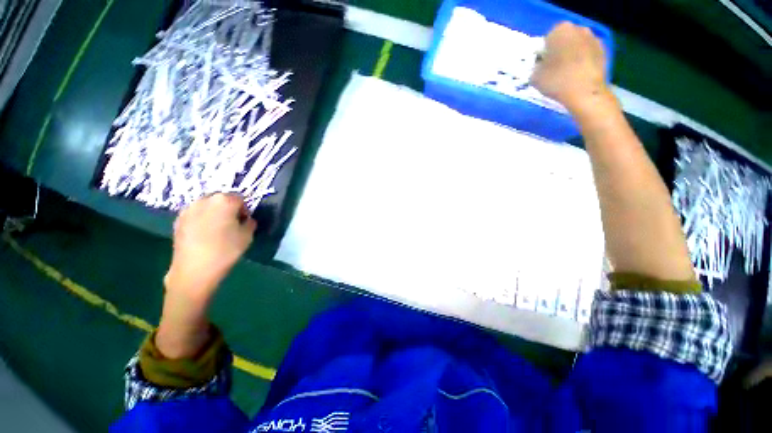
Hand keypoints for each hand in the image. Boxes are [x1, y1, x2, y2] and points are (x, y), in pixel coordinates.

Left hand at [165, 193, 256, 303]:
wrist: (194, 270)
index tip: (244, 222)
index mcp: (224, 201)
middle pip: (221, 199)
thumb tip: (246, 220)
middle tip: (231, 224)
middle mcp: (205, 200)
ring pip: (207, 206)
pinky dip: (201, 220)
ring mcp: (188, 209)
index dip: (244, 210)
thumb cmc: (225, 251)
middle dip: (228, 209)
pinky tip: (204, 234)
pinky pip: (195, 214)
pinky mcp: (178, 220)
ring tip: (216, 229)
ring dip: (214, 213)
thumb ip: (250, 223)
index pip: (239, 199)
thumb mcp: (247, 236)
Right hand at [531, 22, 610, 114]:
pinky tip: (578, 74)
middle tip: (553, 68)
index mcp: (560, 30)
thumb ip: (536, 66)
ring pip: (577, 45)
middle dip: (559, 50)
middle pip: (564, 39)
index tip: (542, 65)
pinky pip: (588, 54)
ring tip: (567, 72)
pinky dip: (583, 61)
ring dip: (572, 54)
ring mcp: (594, 38)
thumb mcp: (534, 76)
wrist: (585, 92)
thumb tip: (540, 65)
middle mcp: (578, 28)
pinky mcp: (604, 50)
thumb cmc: (557, 81)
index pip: (546, 39)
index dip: (543, 53)